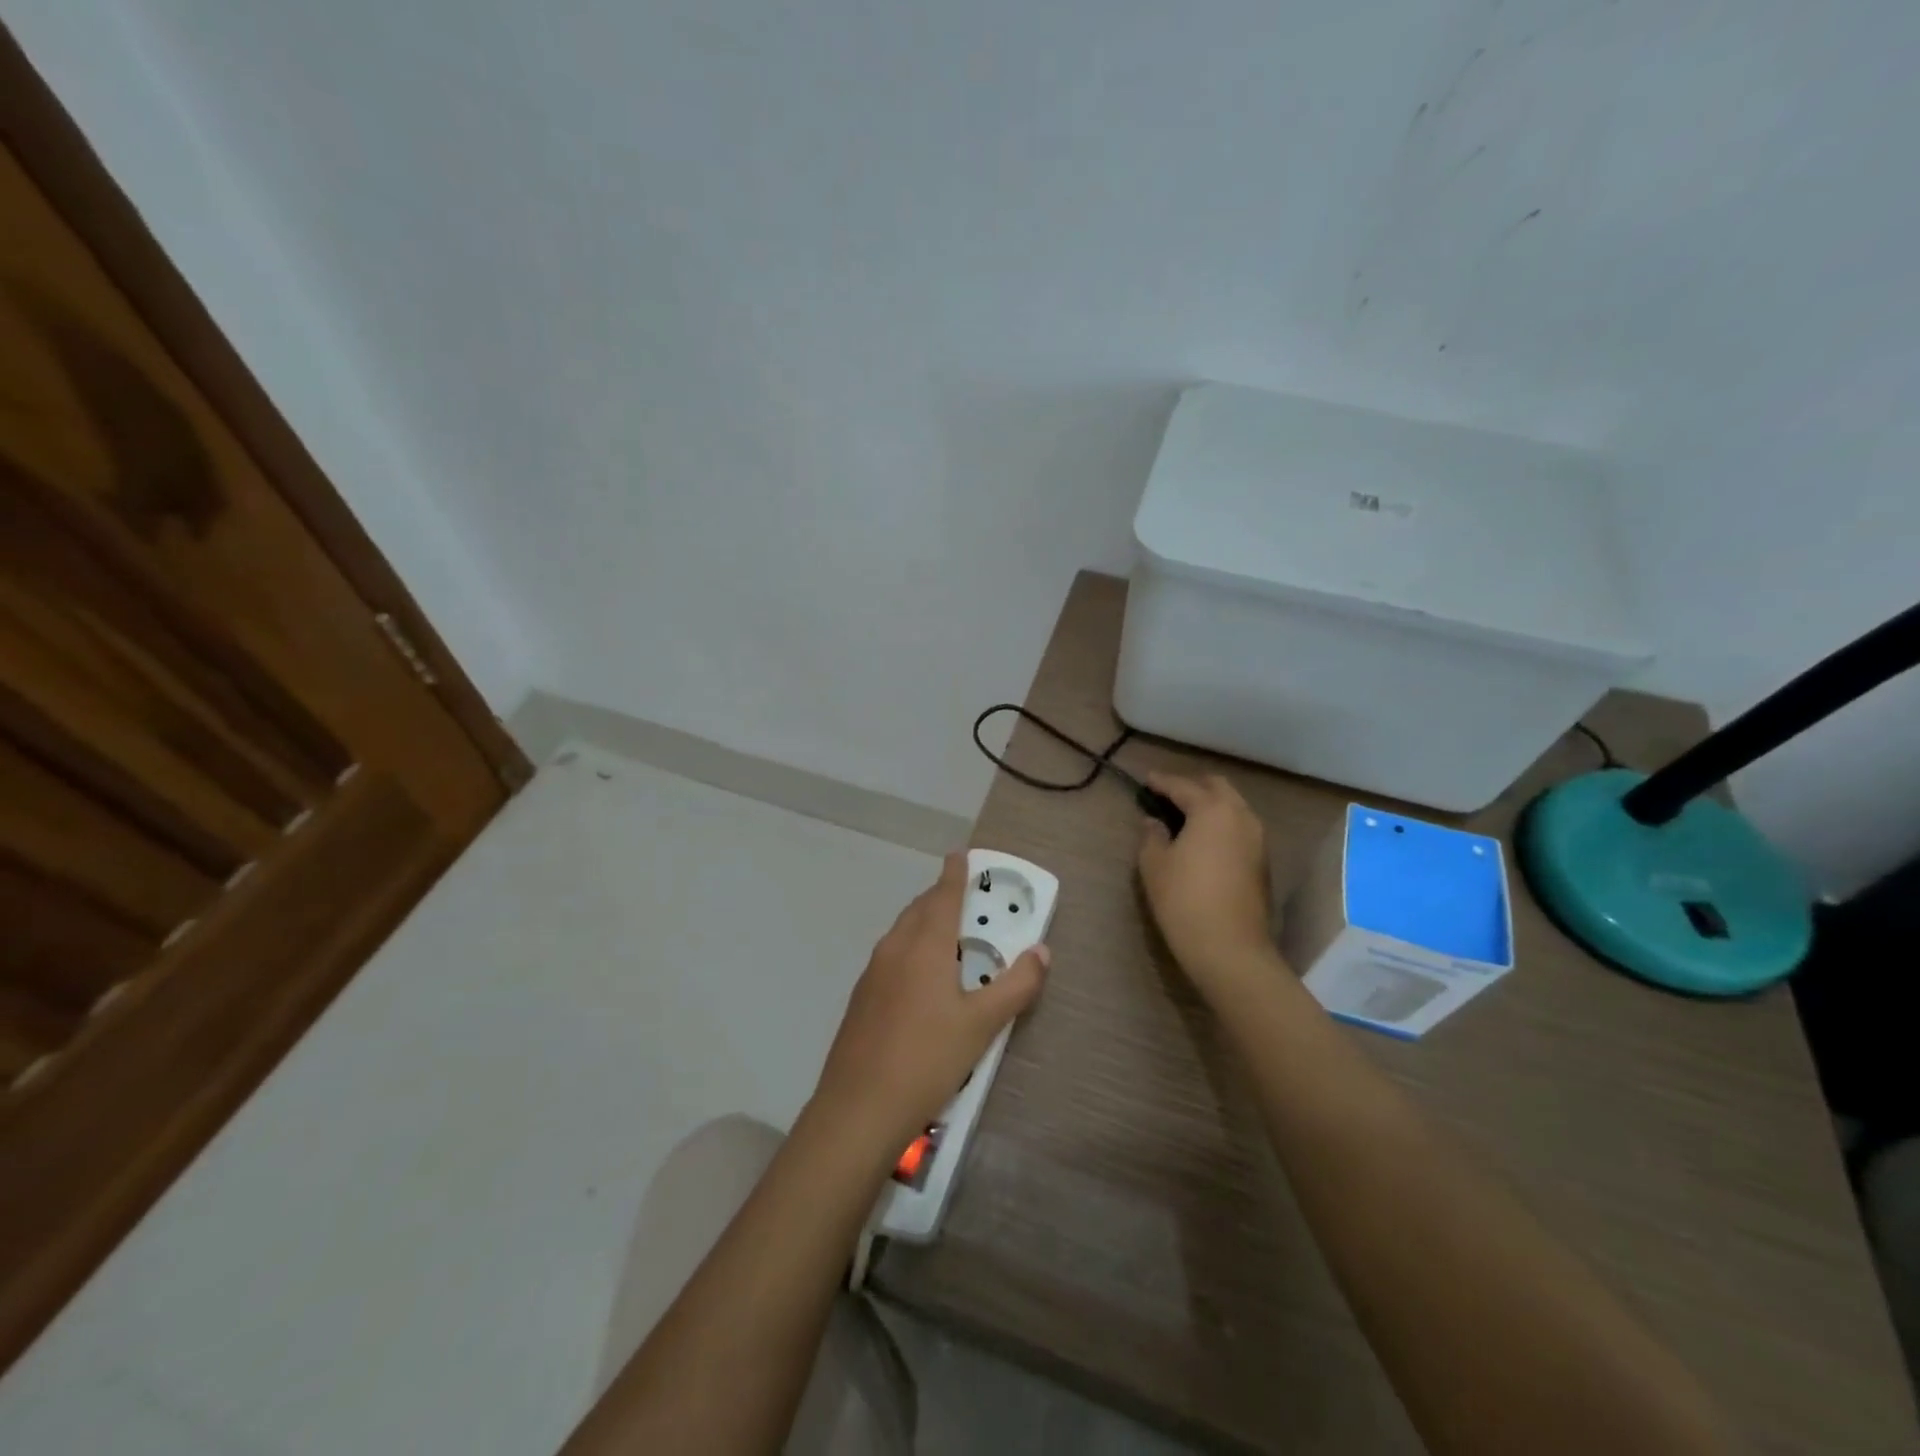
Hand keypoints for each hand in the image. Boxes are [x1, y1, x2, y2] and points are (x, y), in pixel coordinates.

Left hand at [812, 852, 1048, 1152]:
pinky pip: (891, 956)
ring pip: (901, 932)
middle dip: (940, 896)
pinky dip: (910, 948)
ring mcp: (872, 973)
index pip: (943, 896)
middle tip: (963, 896)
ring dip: (924, 922)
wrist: (858, 1109)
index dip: (954, 874)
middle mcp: (894, 949)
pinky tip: (920, 979)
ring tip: (947, 934)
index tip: (960, 854)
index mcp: (924, 946)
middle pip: (919, 910)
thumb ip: (1016, 986)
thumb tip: (1041, 951)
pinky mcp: (861, 998)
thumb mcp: (982, 1025)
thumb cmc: (927, 1059)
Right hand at [1137, 773, 1276, 991]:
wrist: (1230, 949)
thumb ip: (1152, 835)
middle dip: (1192, 786)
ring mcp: (1257, 838)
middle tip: (1168, 795)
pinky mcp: (1263, 861)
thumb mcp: (1154, 865)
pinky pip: (1240, 827)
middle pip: (1217, 787)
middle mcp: (1241, 816)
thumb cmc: (1184, 900)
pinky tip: (1204, 838)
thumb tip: (1155, 822)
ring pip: (1233, 806)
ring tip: (1185, 816)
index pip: (1183, 786)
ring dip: (1210, 804)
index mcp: (1212, 810)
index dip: (1161, 782)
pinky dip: (1222, 823)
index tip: (1146, 780)